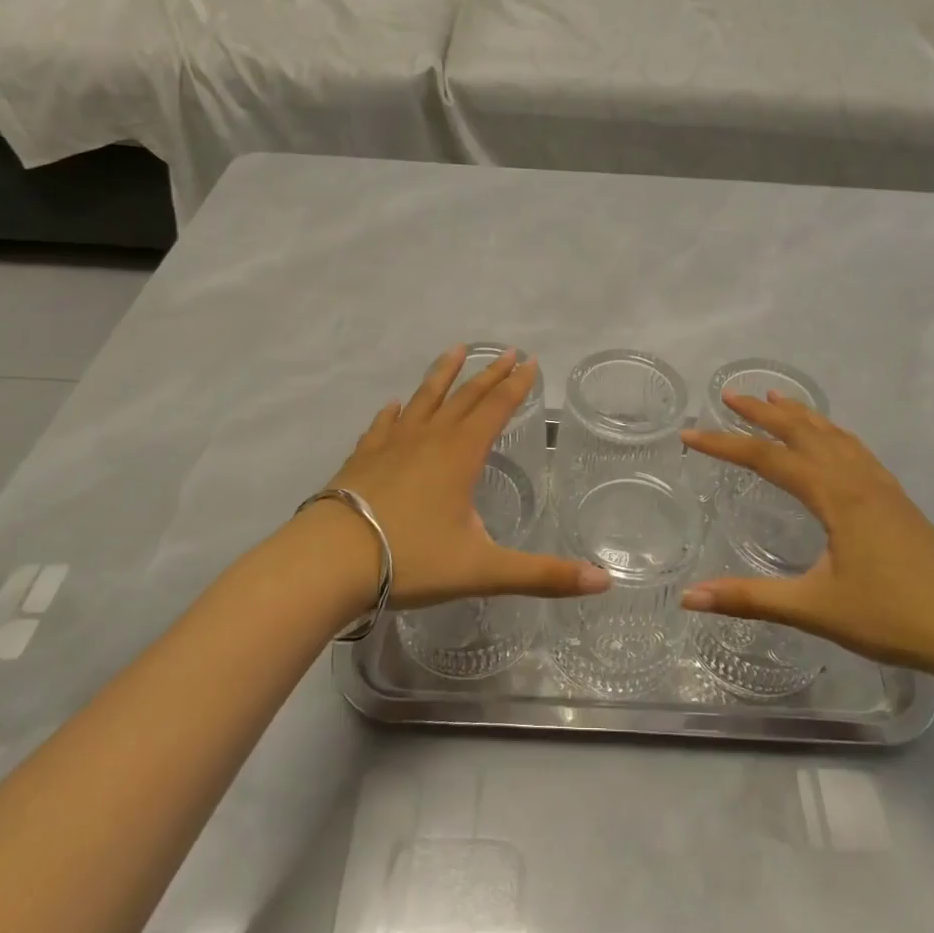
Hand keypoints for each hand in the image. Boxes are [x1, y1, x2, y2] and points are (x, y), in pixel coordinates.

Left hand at [316, 345, 610, 609]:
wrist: (329, 561)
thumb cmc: (411, 560)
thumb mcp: (483, 570)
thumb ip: (543, 575)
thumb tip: (604, 581)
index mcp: (460, 455)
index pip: (495, 409)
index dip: (515, 386)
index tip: (530, 361)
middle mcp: (428, 439)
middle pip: (464, 397)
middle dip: (488, 374)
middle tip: (506, 351)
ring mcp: (390, 445)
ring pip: (423, 400)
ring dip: (442, 375)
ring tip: (455, 350)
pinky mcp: (362, 459)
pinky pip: (383, 426)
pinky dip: (394, 413)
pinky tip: (394, 405)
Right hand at [681, 392, 933, 677]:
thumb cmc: (892, 618)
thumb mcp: (814, 609)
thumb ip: (750, 598)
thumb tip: (688, 597)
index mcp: (836, 496)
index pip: (768, 458)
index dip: (725, 445)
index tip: (690, 434)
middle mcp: (857, 479)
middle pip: (803, 432)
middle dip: (763, 412)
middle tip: (730, 395)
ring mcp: (882, 486)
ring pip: (833, 435)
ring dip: (800, 414)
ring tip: (774, 398)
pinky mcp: (897, 499)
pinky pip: (855, 449)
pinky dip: (830, 432)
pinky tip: (830, 438)